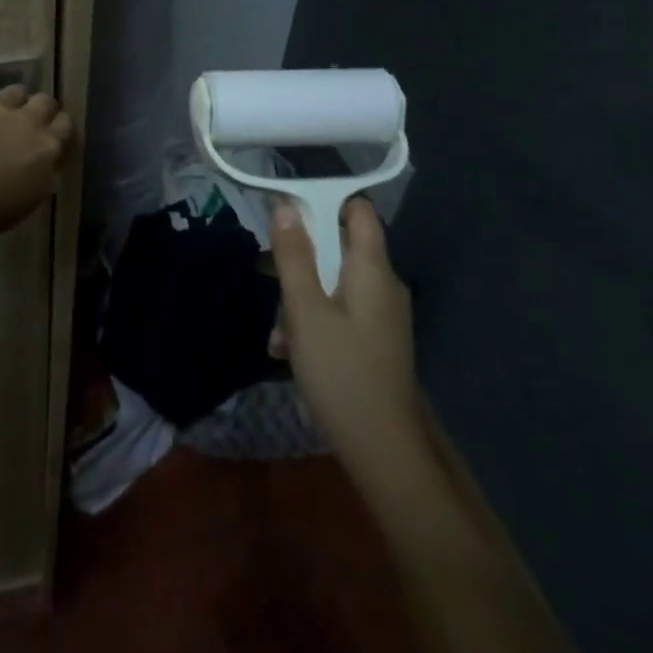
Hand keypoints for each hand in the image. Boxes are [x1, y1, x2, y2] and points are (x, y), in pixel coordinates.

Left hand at [0, 85, 73, 237]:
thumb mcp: (24, 203)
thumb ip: (37, 182)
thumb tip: (39, 172)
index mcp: (50, 169)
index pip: (65, 147)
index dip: (58, 143)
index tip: (48, 146)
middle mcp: (44, 139)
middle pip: (61, 120)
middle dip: (52, 121)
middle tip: (38, 126)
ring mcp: (22, 118)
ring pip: (43, 100)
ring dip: (36, 105)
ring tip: (23, 110)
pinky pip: (15, 91)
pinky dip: (15, 96)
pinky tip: (6, 101)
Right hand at [270, 195, 422, 479]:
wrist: (382, 450)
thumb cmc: (341, 371)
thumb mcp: (305, 310)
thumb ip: (294, 256)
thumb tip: (286, 207)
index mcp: (372, 269)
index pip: (357, 210)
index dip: (324, 201)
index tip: (288, 212)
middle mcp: (383, 284)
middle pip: (339, 247)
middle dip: (301, 258)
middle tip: (269, 276)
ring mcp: (382, 314)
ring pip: (334, 282)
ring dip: (301, 297)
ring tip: (277, 331)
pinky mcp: (375, 340)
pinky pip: (341, 310)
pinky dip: (315, 319)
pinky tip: (288, 350)